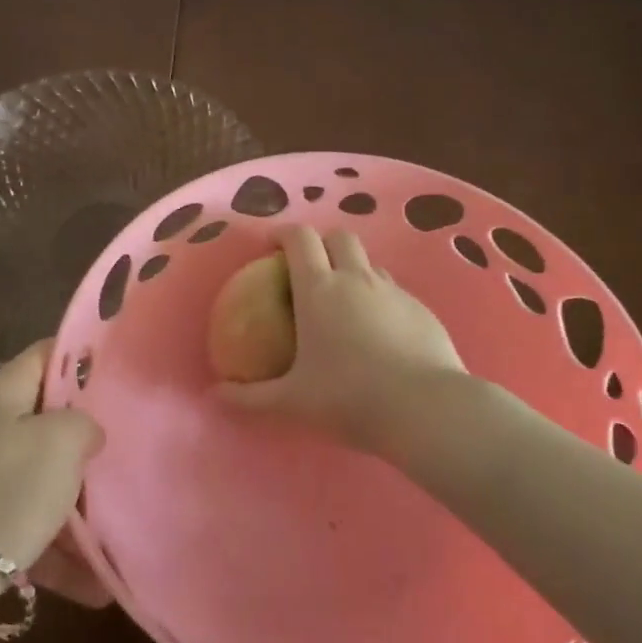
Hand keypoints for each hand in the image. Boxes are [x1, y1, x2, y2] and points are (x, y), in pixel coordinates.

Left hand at [0, 342, 102, 574]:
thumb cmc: (6, 493)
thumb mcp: (61, 442)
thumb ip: (84, 422)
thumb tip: (86, 431)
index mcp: (2, 393)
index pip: (47, 353)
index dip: (83, 357)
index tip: (119, 376)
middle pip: (46, 414)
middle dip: (84, 432)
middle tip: (122, 444)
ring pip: (40, 471)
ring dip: (75, 495)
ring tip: (114, 518)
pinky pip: (27, 519)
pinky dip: (56, 541)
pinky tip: (93, 577)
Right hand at [218, 225, 464, 452]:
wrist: (425, 409)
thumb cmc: (349, 398)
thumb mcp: (292, 402)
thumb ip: (250, 398)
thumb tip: (216, 395)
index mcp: (319, 290)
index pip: (300, 238)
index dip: (283, 233)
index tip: (272, 245)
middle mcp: (357, 279)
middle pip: (339, 237)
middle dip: (322, 243)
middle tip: (309, 270)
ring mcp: (394, 291)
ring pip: (370, 263)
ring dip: (353, 270)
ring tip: (344, 304)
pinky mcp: (422, 309)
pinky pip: (395, 291)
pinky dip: (380, 300)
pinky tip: (380, 335)